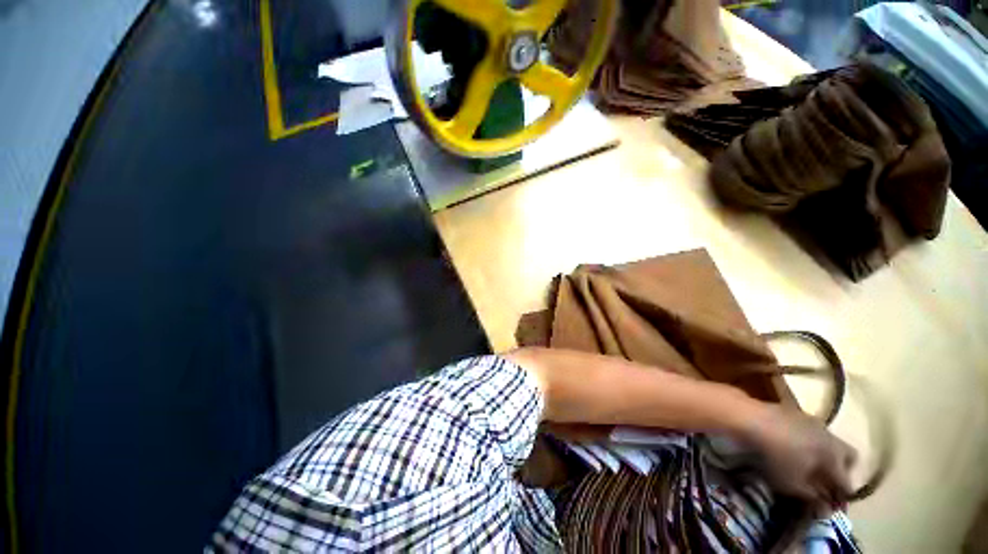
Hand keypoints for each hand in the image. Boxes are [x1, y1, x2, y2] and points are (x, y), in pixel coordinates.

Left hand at [742, 405, 856, 509]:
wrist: (750, 417)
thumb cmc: (774, 455)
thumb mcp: (791, 484)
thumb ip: (810, 497)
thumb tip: (823, 508)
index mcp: (834, 458)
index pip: (846, 482)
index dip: (841, 496)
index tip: (833, 505)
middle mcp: (830, 437)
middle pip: (848, 456)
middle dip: (843, 469)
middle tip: (827, 481)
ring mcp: (812, 421)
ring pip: (830, 440)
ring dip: (825, 452)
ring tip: (809, 463)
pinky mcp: (794, 411)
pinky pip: (810, 429)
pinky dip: (808, 439)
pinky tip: (793, 444)